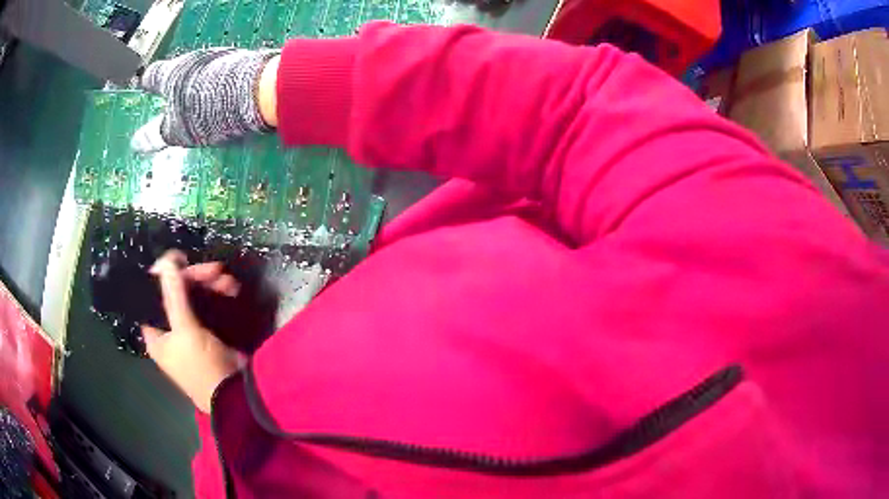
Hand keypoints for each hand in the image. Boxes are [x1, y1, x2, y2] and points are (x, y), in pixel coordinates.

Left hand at [132, 48, 278, 152]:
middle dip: (173, 121)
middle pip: (178, 129)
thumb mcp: (173, 75)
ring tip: (205, 83)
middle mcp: (193, 137)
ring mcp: (217, 131)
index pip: (150, 138)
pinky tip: (227, 82)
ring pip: (202, 118)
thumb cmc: (204, 86)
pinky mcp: (238, 121)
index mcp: (172, 131)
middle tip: (171, 110)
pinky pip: (222, 109)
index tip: (135, 144)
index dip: (142, 139)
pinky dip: (220, 98)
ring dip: (200, 105)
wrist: (254, 91)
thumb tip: (143, 78)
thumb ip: (157, 77)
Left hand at [142, 250, 243, 412]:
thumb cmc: (202, 367)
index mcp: (156, 333)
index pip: (153, 296)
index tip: (181, 260)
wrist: (235, 395)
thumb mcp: (185, 330)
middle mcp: (169, 331)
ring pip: (194, 297)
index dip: (164, 277)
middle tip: (215, 269)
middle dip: (195, 279)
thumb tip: (165, 260)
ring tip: (229, 281)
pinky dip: (218, 296)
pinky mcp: (208, 333)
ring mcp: (189, 332)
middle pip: (176, 293)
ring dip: (210, 286)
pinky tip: (231, 290)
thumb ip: (173, 294)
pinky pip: (208, 306)